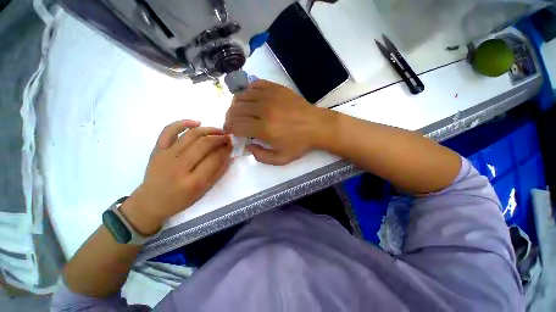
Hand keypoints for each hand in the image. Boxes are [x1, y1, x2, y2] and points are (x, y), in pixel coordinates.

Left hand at [121, 120, 231, 234]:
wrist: (151, 201)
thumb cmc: (181, 199)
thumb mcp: (204, 191)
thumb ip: (218, 172)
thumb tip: (229, 155)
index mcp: (192, 182)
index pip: (214, 159)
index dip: (226, 150)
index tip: (232, 145)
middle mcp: (178, 167)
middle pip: (204, 144)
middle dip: (220, 138)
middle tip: (228, 137)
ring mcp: (165, 156)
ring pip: (191, 135)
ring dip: (208, 130)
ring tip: (219, 131)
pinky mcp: (157, 149)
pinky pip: (168, 130)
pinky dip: (183, 123)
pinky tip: (197, 122)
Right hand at [224, 80, 332, 164]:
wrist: (317, 126)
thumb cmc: (300, 144)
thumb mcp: (281, 159)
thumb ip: (261, 157)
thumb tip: (248, 146)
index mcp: (265, 129)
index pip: (237, 125)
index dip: (230, 128)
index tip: (230, 130)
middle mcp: (264, 110)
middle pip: (236, 110)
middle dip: (230, 117)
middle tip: (233, 121)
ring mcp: (271, 96)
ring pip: (242, 96)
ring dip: (236, 104)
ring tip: (239, 111)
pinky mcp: (277, 88)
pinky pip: (255, 85)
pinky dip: (248, 91)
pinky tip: (251, 99)